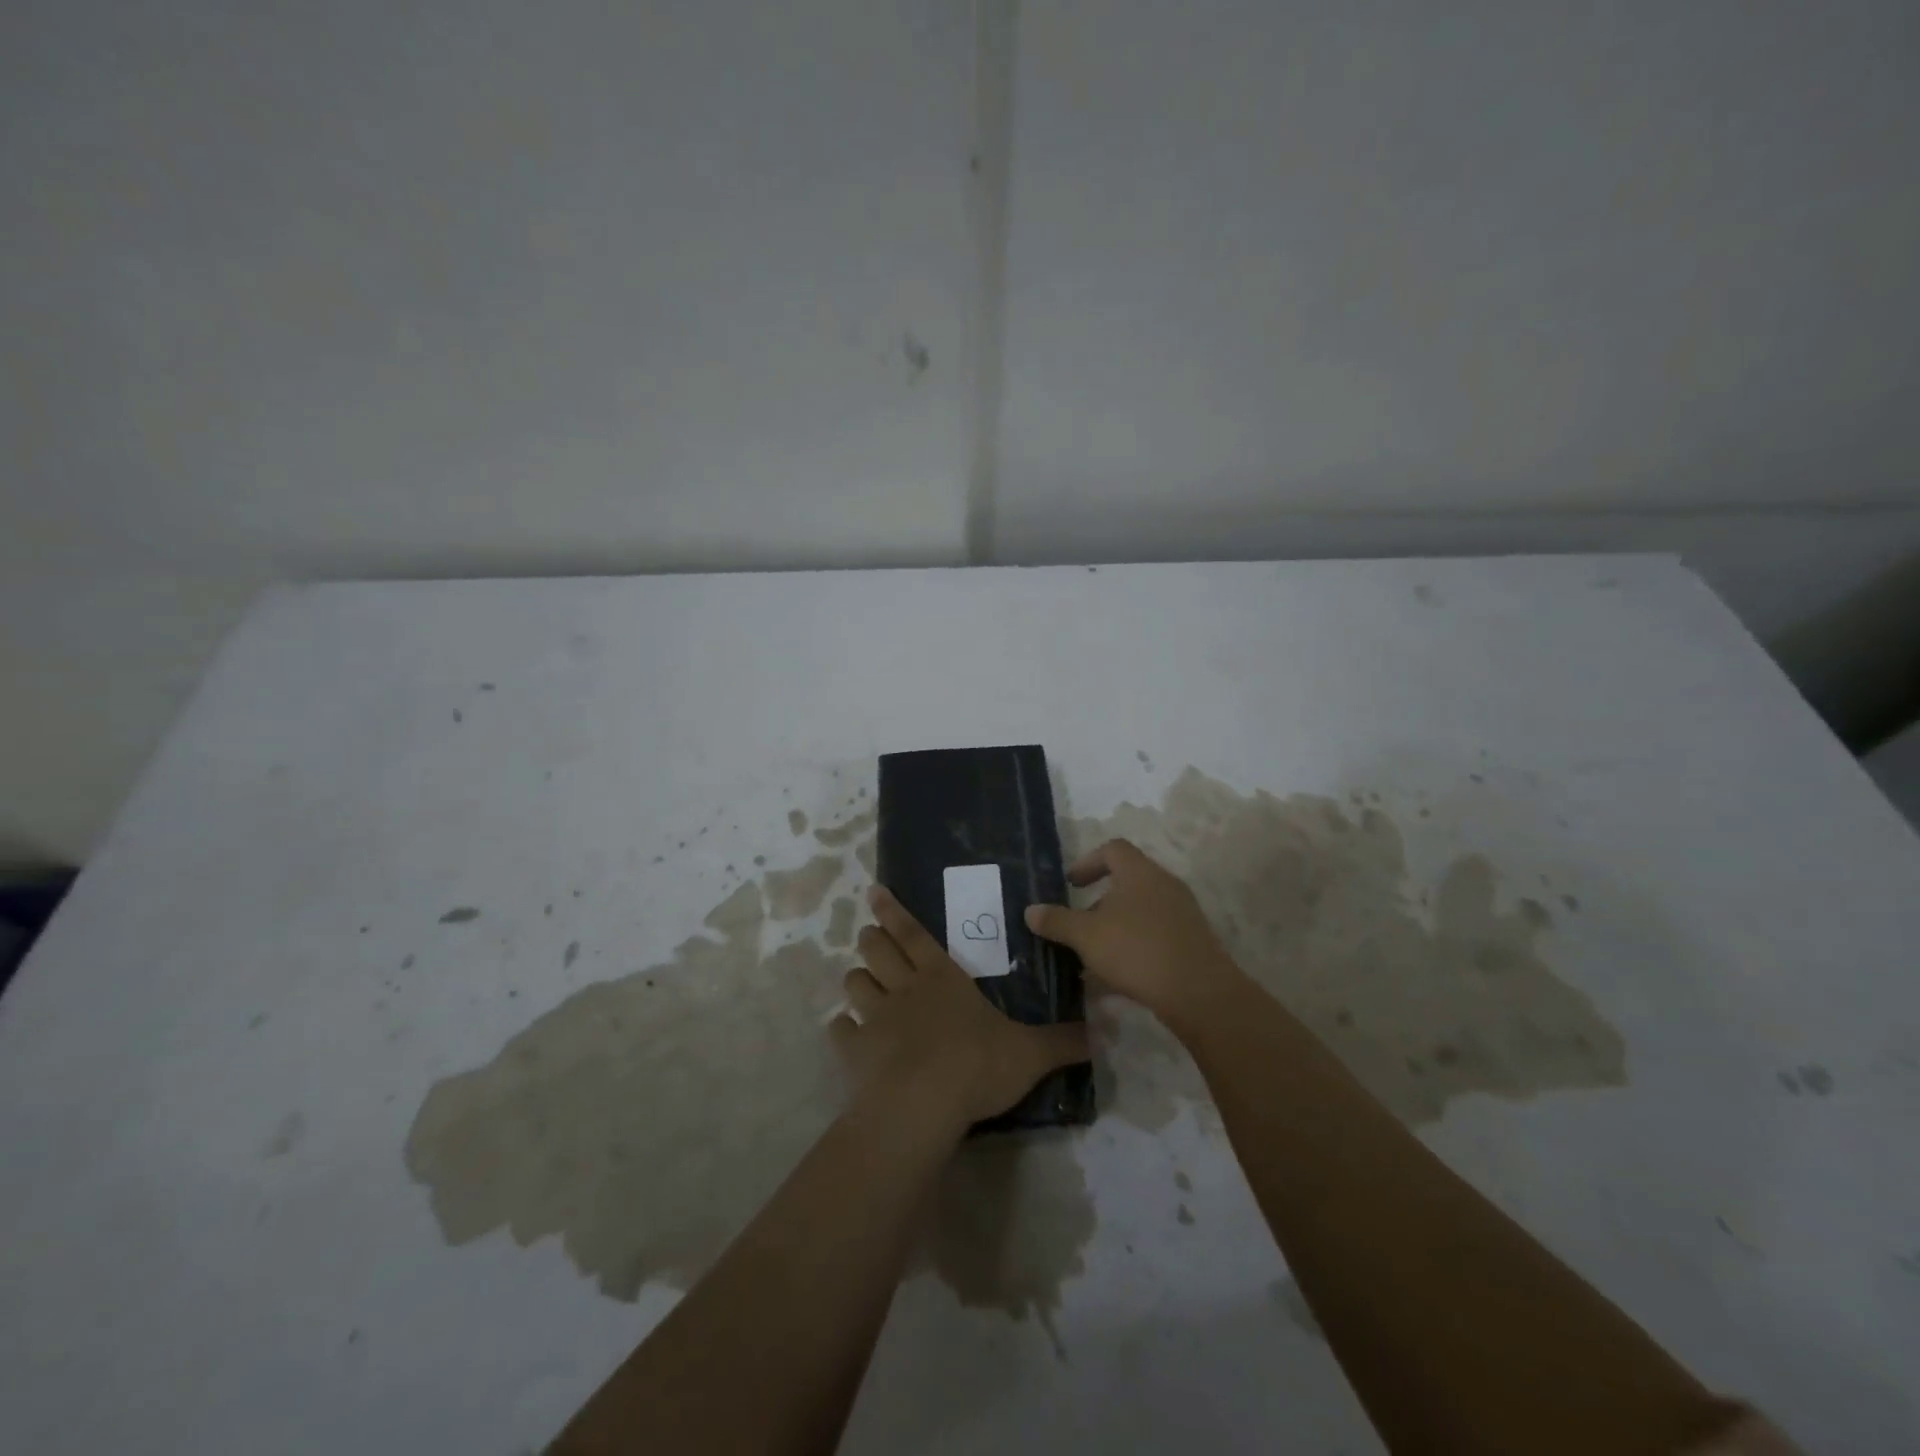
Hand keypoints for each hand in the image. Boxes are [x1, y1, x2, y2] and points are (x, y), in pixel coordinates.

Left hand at [831, 886, 1088, 1128]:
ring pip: (855, 985)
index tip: (874, 891)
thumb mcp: (1029, 1053)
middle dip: (871, 940)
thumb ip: (1061, 1042)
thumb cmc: (977, 1065)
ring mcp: (875, 1018)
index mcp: (942, 978)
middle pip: (877, 951)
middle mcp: (904, 989)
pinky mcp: (854, 1051)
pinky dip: (842, 1029)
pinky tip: (845, 1033)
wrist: (923, 1104)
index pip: (914, 933)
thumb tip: (1100, 1033)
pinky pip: (840, 1031)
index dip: (894, 911)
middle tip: (869, 936)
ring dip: (857, 980)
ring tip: (860, 982)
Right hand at [1024, 838, 1246, 1028]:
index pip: (1112, 849)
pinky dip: (1134, 945)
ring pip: (1141, 911)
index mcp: (1139, 872)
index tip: (1071, 884)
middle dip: (1099, 902)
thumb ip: (1057, 921)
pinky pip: (1156, 934)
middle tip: (1079, 924)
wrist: (1199, 992)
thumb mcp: (1086, 936)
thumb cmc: (1137, 950)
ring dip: (1116, 927)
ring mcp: (1183, 913)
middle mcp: (1164, 884)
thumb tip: (1030, 911)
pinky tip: (1119, 976)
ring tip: (1094, 955)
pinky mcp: (1192, 941)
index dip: (1088, 862)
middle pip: (1127, 881)